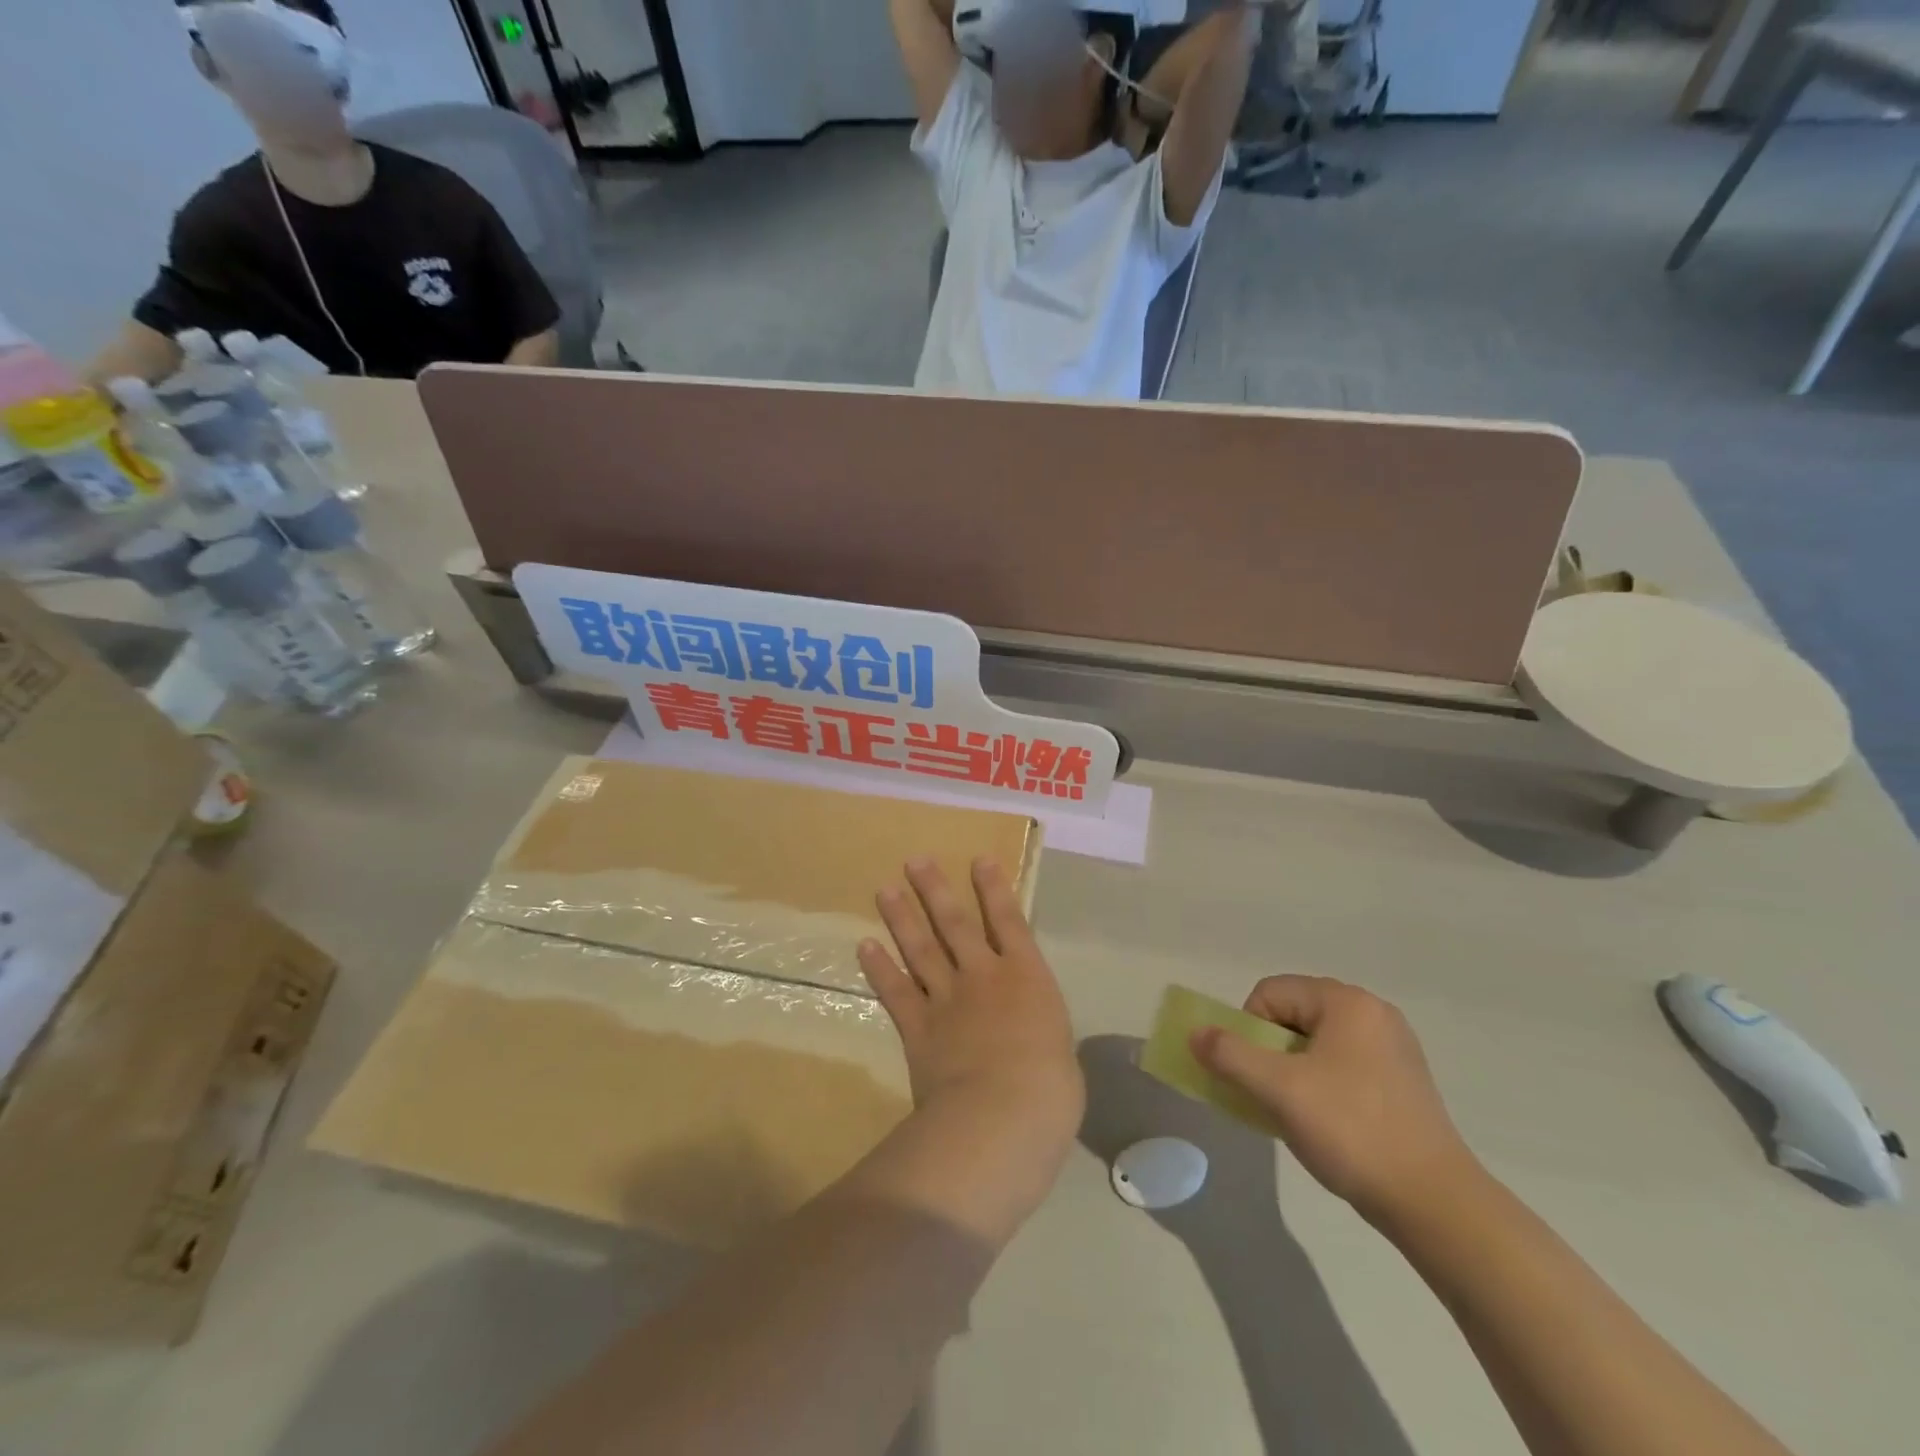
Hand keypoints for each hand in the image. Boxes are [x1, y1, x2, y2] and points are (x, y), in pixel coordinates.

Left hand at [855, 859, 1083, 1238]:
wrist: (1002, 1115)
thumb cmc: (1050, 1090)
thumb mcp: (1061, 1056)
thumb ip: (1040, 1036)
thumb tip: (1034, 1043)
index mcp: (1028, 978)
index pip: (1010, 921)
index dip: (994, 889)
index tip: (978, 860)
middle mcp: (984, 977)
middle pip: (955, 924)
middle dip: (936, 890)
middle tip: (915, 861)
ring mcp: (947, 999)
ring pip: (921, 949)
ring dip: (902, 918)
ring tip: (886, 890)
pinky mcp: (918, 1028)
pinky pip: (896, 991)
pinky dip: (879, 968)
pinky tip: (865, 946)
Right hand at [1190, 975, 1480, 1226]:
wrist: (1435, 1204)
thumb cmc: (1351, 1131)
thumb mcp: (1278, 1089)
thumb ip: (1229, 1055)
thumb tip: (1195, 1034)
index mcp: (1347, 1002)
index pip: (1271, 993)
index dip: (1249, 1029)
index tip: (1257, 1074)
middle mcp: (1373, 1013)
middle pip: (1294, 1014)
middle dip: (1271, 1050)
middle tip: (1273, 1093)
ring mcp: (1394, 1047)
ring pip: (1317, 1042)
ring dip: (1293, 1070)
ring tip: (1299, 1112)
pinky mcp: (1404, 1081)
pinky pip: (1343, 1064)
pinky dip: (1322, 1084)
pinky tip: (1329, 1123)